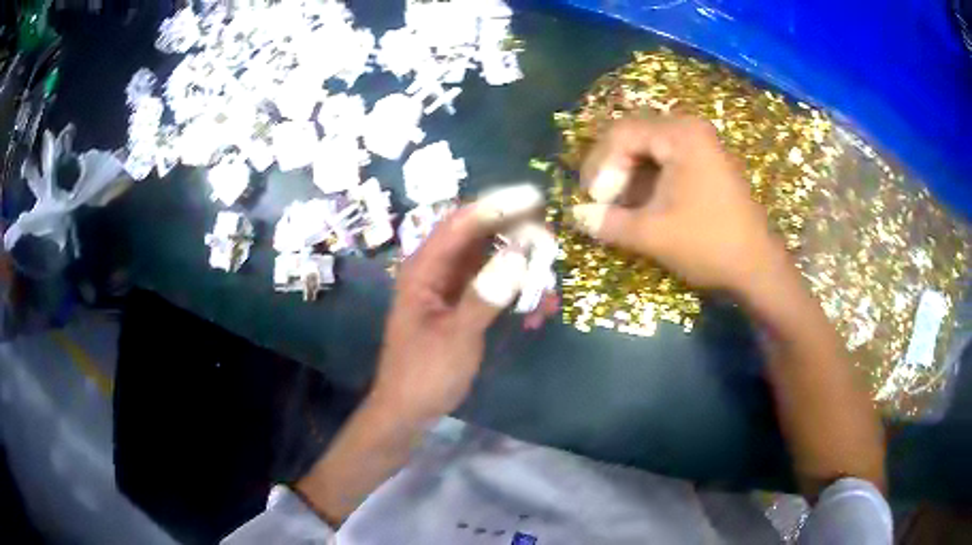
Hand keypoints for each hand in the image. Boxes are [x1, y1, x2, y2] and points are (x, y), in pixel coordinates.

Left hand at [369, 186, 540, 424]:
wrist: (409, 410)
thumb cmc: (424, 373)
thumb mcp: (456, 336)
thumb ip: (486, 295)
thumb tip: (519, 253)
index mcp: (424, 269)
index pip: (461, 223)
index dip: (497, 207)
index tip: (534, 199)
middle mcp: (437, 270)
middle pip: (479, 237)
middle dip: (516, 236)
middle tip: (550, 241)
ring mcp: (451, 288)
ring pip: (491, 262)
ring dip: (521, 270)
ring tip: (548, 286)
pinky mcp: (463, 306)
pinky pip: (495, 287)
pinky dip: (516, 294)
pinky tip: (537, 313)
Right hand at [570, 115, 786, 296]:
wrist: (757, 268)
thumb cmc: (708, 244)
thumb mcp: (653, 234)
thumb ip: (608, 222)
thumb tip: (575, 215)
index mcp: (681, 134)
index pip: (621, 134)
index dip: (600, 166)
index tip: (593, 200)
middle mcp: (691, 129)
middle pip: (633, 137)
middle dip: (611, 169)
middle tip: (599, 201)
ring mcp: (701, 145)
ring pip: (648, 150)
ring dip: (626, 176)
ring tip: (616, 207)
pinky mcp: (706, 163)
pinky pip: (665, 161)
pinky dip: (647, 181)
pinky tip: (639, 205)